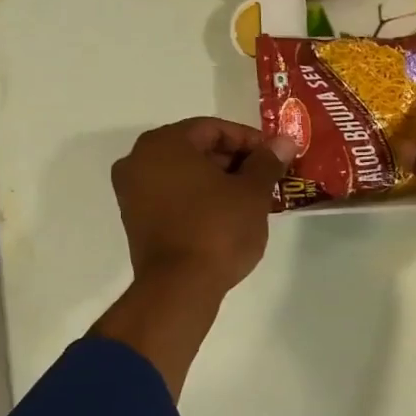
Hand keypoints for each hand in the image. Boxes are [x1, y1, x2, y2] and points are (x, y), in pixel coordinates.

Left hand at [111, 117, 296, 293]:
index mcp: (164, 144)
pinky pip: (173, 195)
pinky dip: (199, 197)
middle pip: (195, 148)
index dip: (249, 140)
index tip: (274, 157)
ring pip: (184, 173)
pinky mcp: (136, 219)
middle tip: (266, 177)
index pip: (214, 129)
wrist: (180, 287)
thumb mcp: (252, 192)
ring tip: (251, 197)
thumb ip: (267, 162)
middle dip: (234, 161)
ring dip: (218, 180)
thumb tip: (284, 142)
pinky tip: (227, 214)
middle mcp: (139, 160)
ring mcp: (132, 192)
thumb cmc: (218, 229)